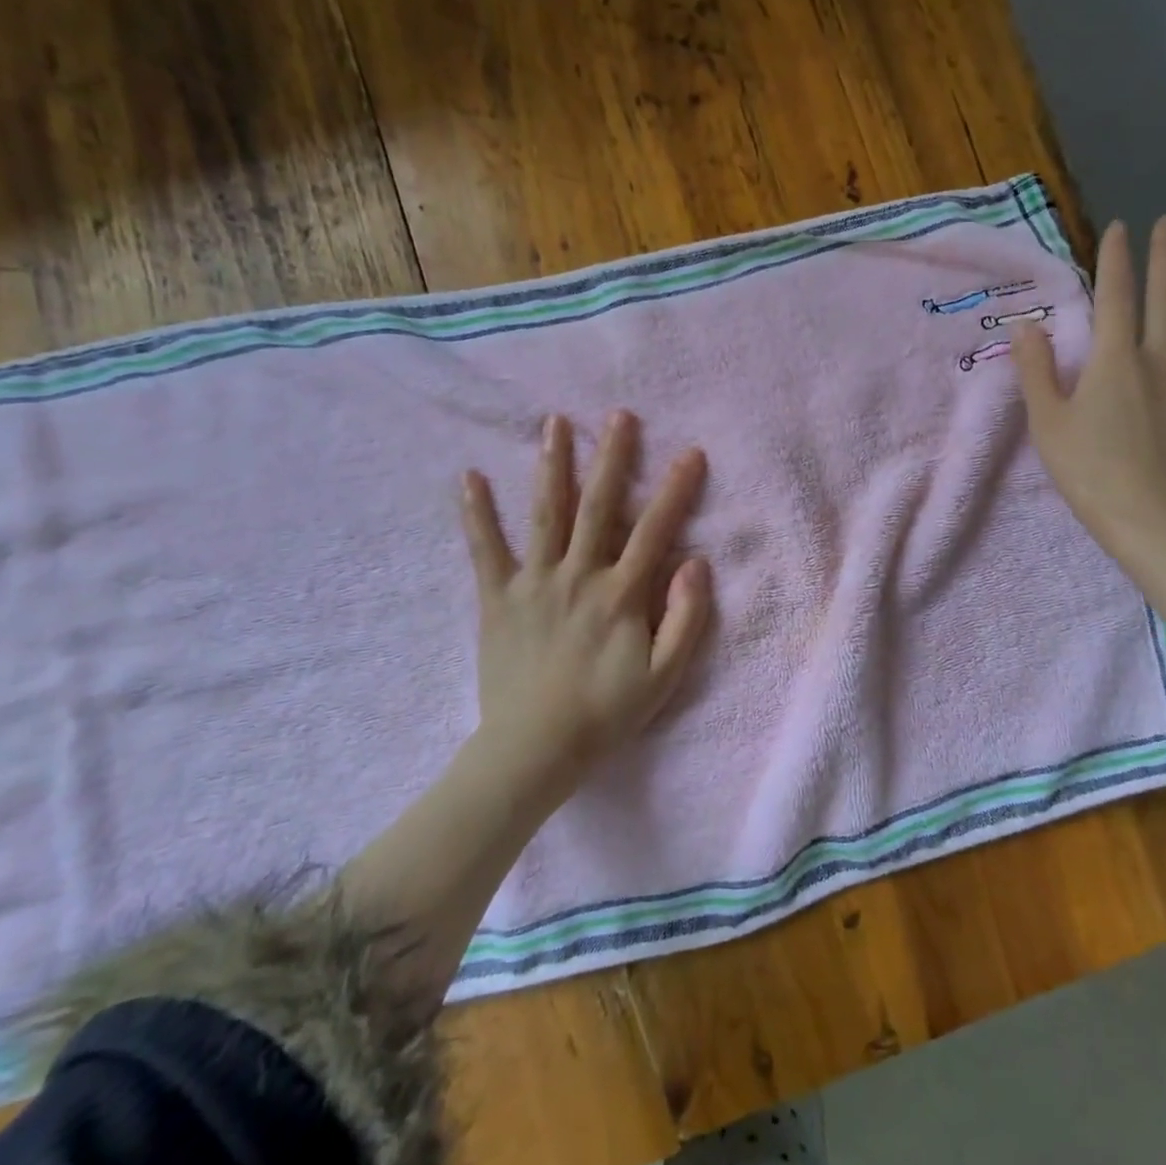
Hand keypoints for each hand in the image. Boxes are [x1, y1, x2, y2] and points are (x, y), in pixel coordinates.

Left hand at [461, 410, 712, 795]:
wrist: (534, 749)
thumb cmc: (606, 713)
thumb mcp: (665, 676)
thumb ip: (687, 618)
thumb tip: (696, 563)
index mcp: (621, 594)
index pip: (655, 530)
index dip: (676, 490)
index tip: (690, 453)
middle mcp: (578, 575)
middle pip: (599, 506)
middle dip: (612, 457)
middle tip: (618, 416)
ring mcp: (534, 583)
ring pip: (546, 514)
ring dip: (553, 466)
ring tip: (554, 423)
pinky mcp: (496, 599)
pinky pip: (485, 550)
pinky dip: (477, 513)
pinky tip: (469, 477)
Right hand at [1012, 215, 1165, 569]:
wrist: (1153, 518)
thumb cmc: (1090, 471)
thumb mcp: (1047, 423)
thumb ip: (1035, 370)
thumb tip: (1026, 325)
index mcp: (1114, 360)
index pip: (1115, 296)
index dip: (1116, 259)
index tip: (1119, 227)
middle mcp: (1157, 359)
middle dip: (1165, 255)